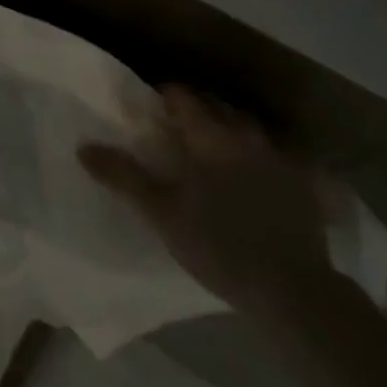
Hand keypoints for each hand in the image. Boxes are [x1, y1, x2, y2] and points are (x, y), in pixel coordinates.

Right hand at [80, 85, 333, 319]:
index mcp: (209, 135)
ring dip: (228, 129)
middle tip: (176, 128)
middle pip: (216, 105)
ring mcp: (277, 158)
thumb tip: (83, 147)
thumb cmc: (219, 244)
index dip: (163, 97)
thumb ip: (124, 177)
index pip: (182, 96)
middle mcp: (244, 135)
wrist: (294, 289)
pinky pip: (274, 156)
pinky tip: (253, 177)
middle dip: (196, 109)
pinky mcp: (302, 184)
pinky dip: (258, 157)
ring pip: (246, 128)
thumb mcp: (162, 213)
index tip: (149, 108)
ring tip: (213, 149)